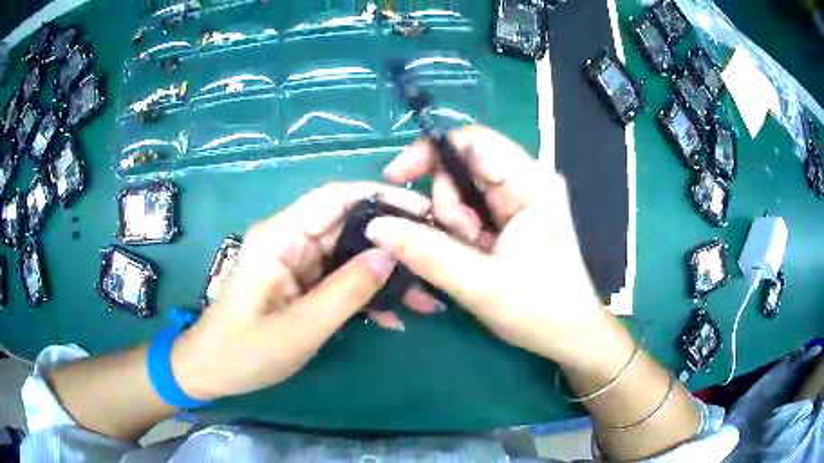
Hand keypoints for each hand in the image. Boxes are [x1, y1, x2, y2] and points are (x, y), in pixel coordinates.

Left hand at [170, 182, 438, 399]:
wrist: (214, 371)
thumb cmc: (245, 351)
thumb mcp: (299, 328)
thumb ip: (346, 291)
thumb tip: (391, 254)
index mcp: (279, 237)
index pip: (334, 198)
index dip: (379, 197)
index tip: (423, 210)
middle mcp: (290, 241)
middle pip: (348, 226)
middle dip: (392, 242)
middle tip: (435, 258)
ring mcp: (297, 263)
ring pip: (350, 255)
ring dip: (385, 274)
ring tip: (426, 296)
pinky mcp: (303, 284)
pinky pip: (341, 280)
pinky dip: (367, 295)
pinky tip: (395, 316)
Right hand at [367, 125, 608, 367]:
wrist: (570, 334)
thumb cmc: (539, 310)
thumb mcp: (479, 284)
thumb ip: (426, 253)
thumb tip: (376, 225)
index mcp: (531, 183)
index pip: (473, 139)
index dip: (430, 151)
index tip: (396, 179)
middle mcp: (528, 181)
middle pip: (464, 166)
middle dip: (447, 204)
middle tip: (460, 242)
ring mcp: (522, 199)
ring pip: (464, 190)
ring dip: (453, 222)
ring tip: (472, 256)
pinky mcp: (516, 217)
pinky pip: (473, 209)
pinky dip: (461, 231)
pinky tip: (473, 255)